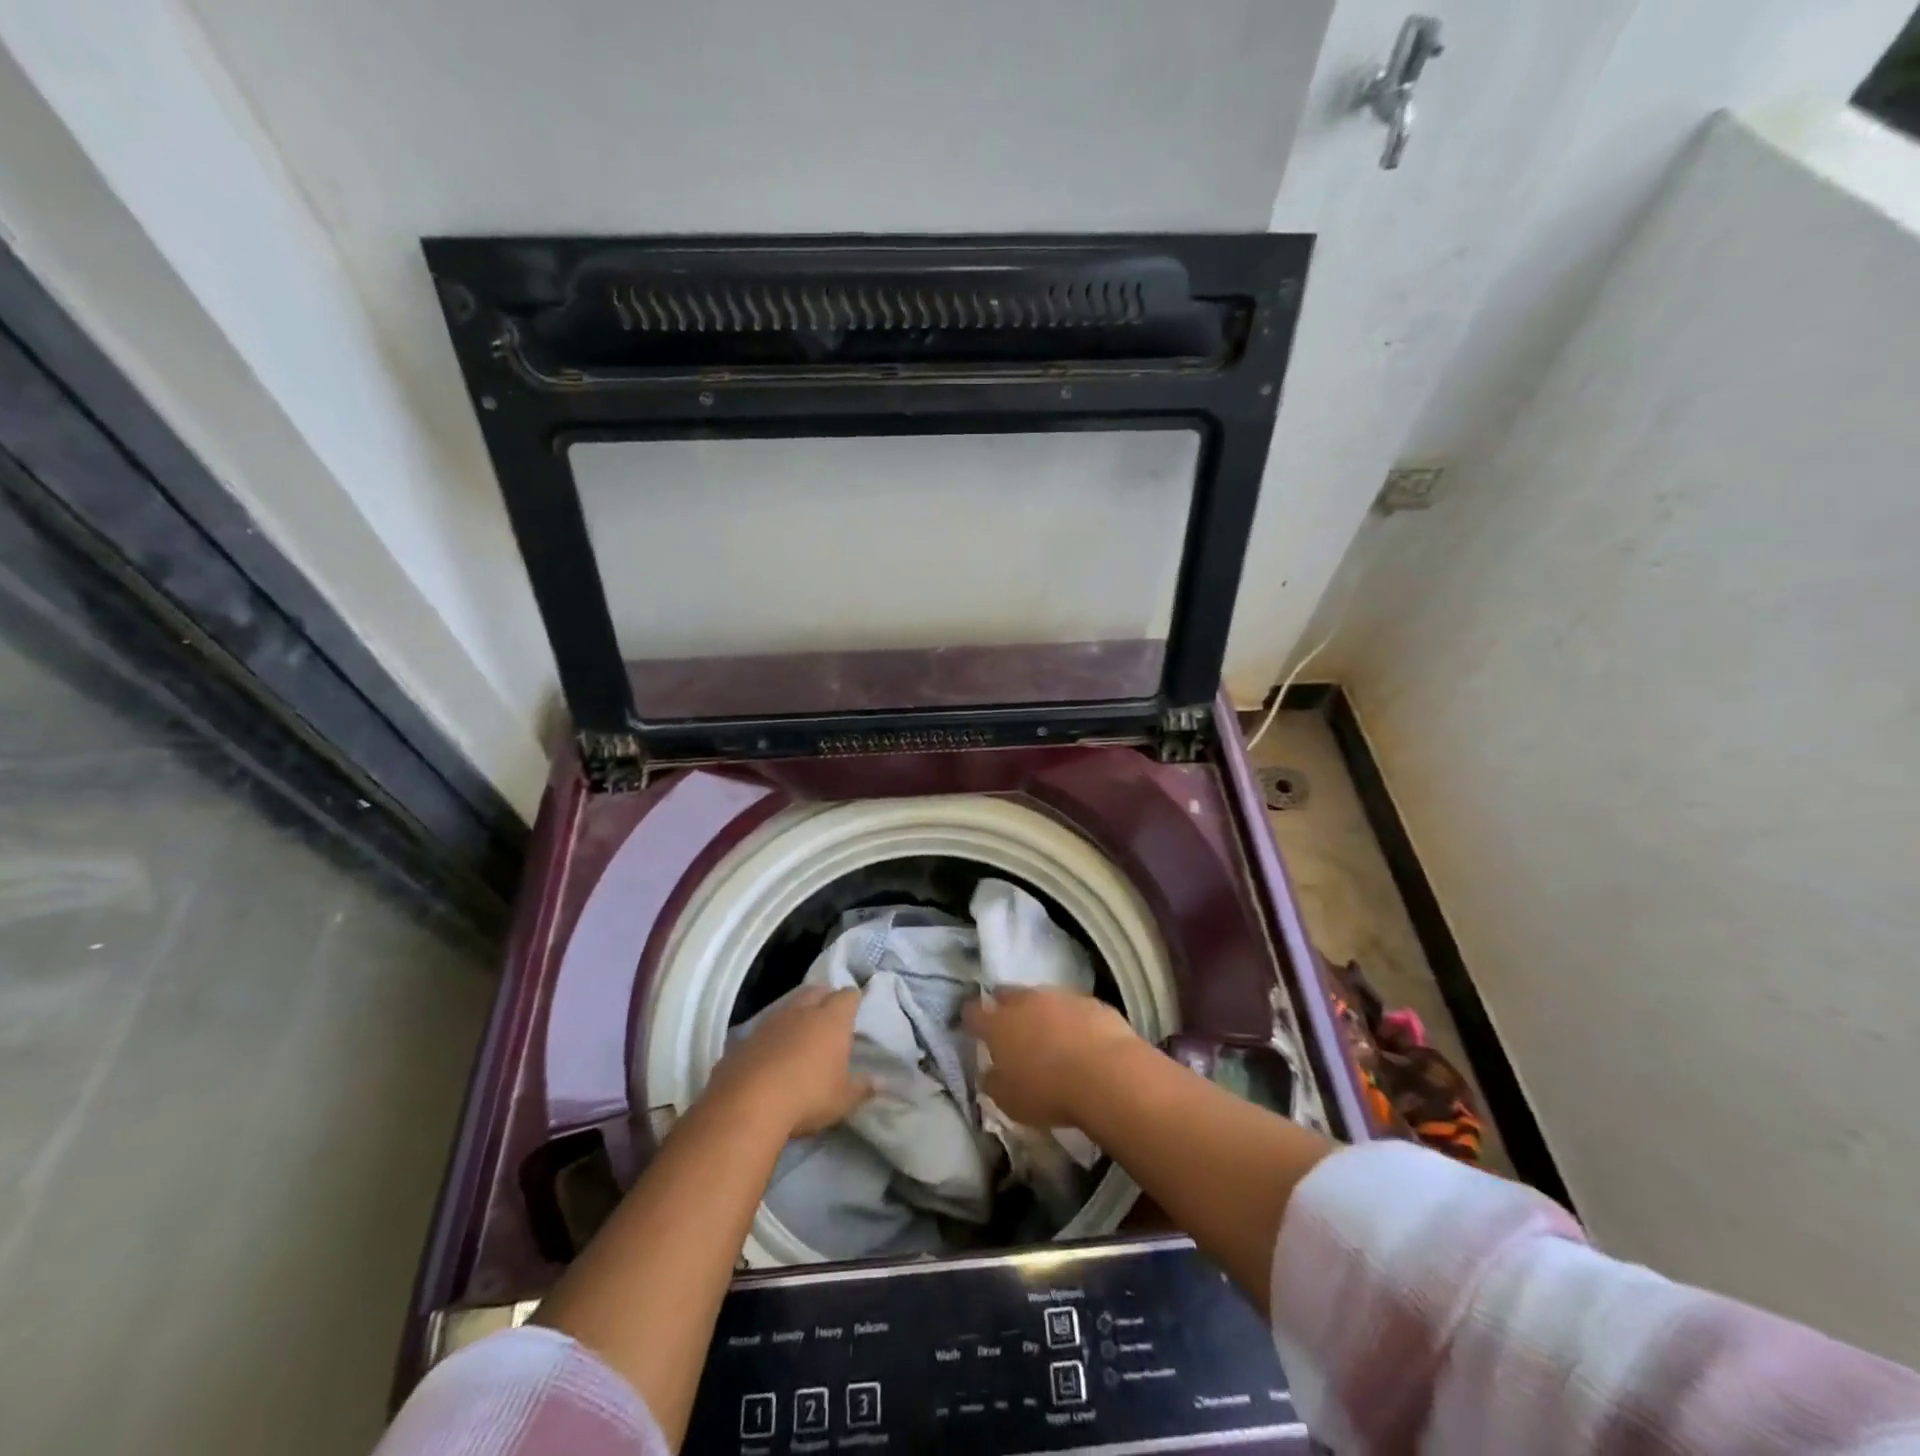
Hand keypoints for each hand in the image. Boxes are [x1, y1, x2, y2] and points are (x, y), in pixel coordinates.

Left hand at [705, 986, 871, 1137]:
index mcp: (831, 1020)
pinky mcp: (745, 1038)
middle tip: (829, 1013)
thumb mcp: (842, 1100)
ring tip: (801, 1032)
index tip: (855, 1009)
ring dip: (796, 1014)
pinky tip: (772, 1054)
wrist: (747, 1104)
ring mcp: (771, 1022)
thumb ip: (863, 1088)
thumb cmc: (807, 1097)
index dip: (852, 1000)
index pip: (848, 996)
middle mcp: (802, 1011)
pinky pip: (765, 1028)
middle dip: (824, 997)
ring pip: (788, 1006)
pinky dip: (772, 1035)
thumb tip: (882, 1082)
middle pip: (817, 991)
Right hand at [963, 985, 1140, 1128]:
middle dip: (1004, 1005)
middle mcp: (1026, 1002)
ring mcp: (1060, 997)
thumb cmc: (1048, 1092)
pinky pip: (1074, 1006)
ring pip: (1042, 997)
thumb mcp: (1009, 1101)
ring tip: (1047, 1032)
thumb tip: (989, 1073)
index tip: (972, 1025)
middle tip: (1008, 1023)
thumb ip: (994, 1083)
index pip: (974, 1013)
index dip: (971, 1018)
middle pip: (1007, 994)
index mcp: (999, 1025)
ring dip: (1040, 1011)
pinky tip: (1080, 1037)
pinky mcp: (1091, 1001)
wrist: (1107, 1075)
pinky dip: (1071, 1018)